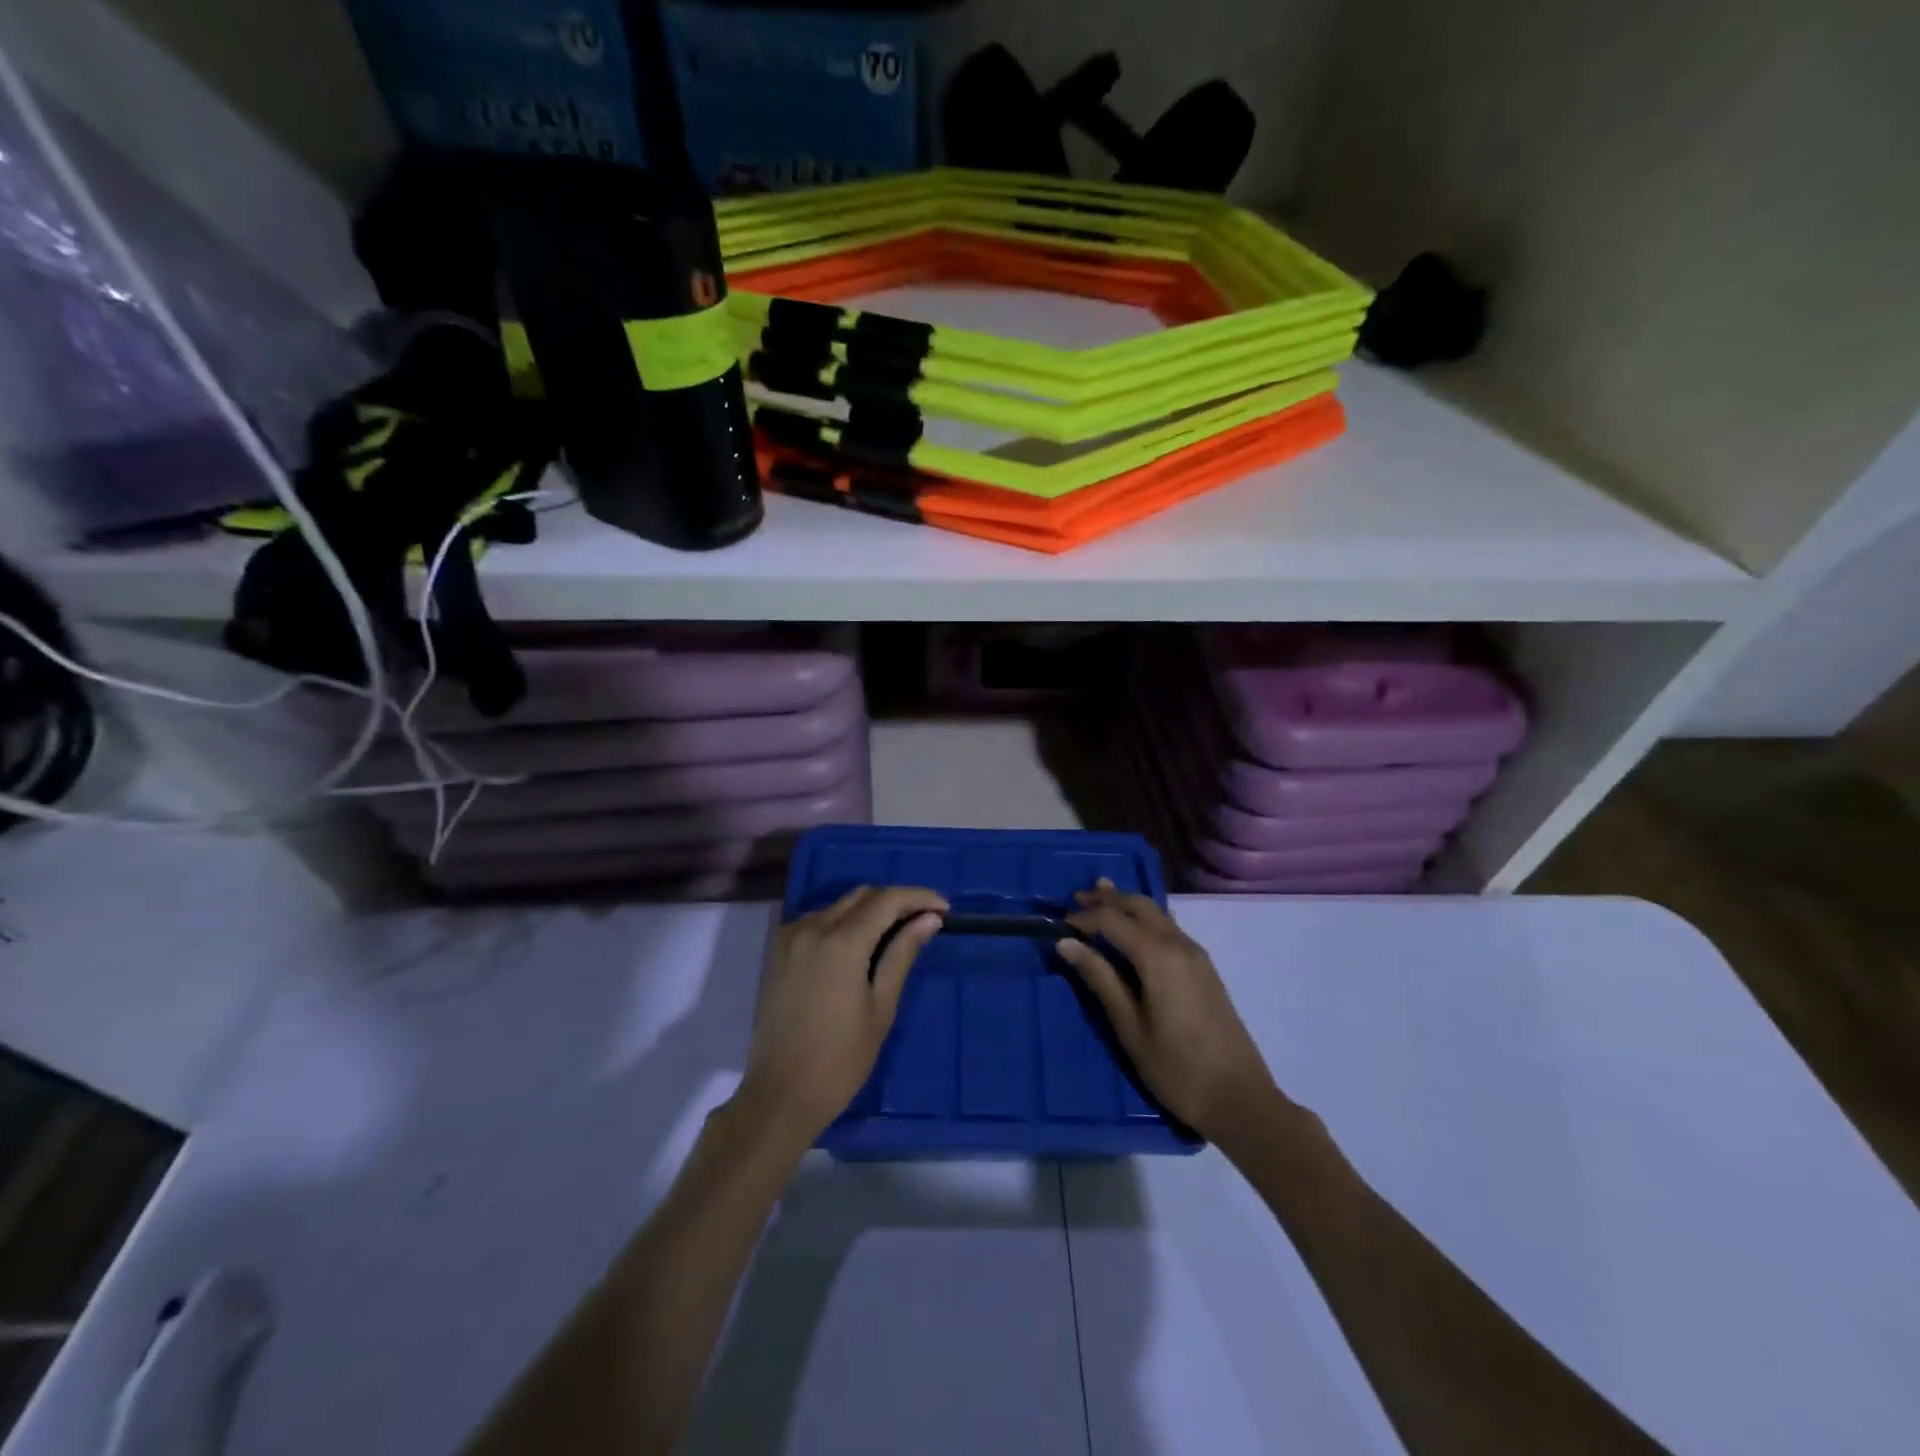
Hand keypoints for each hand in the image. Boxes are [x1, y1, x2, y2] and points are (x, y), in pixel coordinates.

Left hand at [735, 885, 947, 1148]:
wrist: (779, 1096)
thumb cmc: (840, 1060)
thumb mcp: (881, 1007)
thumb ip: (902, 954)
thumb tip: (929, 920)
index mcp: (841, 942)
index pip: (888, 900)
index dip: (919, 897)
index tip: (944, 908)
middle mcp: (812, 928)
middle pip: (862, 896)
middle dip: (895, 902)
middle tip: (923, 922)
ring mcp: (790, 938)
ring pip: (838, 906)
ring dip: (868, 912)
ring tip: (893, 937)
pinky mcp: (777, 952)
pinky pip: (817, 921)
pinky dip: (842, 924)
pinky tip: (857, 950)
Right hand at [1059, 880, 1281, 1148]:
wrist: (1240, 1099)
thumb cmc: (1176, 1068)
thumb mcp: (1129, 1026)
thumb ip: (1100, 979)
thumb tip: (1067, 943)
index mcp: (1158, 955)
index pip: (1112, 919)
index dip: (1083, 917)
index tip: (1059, 926)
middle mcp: (1179, 944)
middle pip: (1139, 905)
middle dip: (1107, 899)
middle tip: (1077, 899)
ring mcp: (1197, 955)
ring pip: (1157, 913)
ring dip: (1128, 905)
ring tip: (1102, 900)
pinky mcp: (1205, 969)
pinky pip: (1169, 928)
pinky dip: (1145, 920)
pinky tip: (1134, 931)